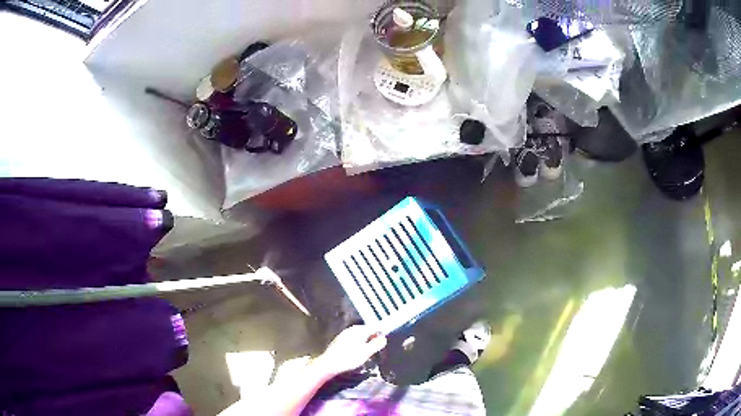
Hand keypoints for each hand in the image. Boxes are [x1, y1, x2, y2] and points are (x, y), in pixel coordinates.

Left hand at [315, 325, 386, 376]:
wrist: (329, 363)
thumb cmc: (349, 358)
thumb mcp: (366, 352)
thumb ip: (376, 344)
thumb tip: (383, 338)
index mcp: (360, 330)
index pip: (375, 327)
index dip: (381, 334)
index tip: (383, 342)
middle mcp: (352, 329)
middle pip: (366, 330)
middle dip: (373, 337)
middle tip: (376, 348)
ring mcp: (345, 333)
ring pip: (359, 335)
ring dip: (365, 341)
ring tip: (367, 351)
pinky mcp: (339, 339)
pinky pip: (352, 338)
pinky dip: (357, 343)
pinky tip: (356, 351)